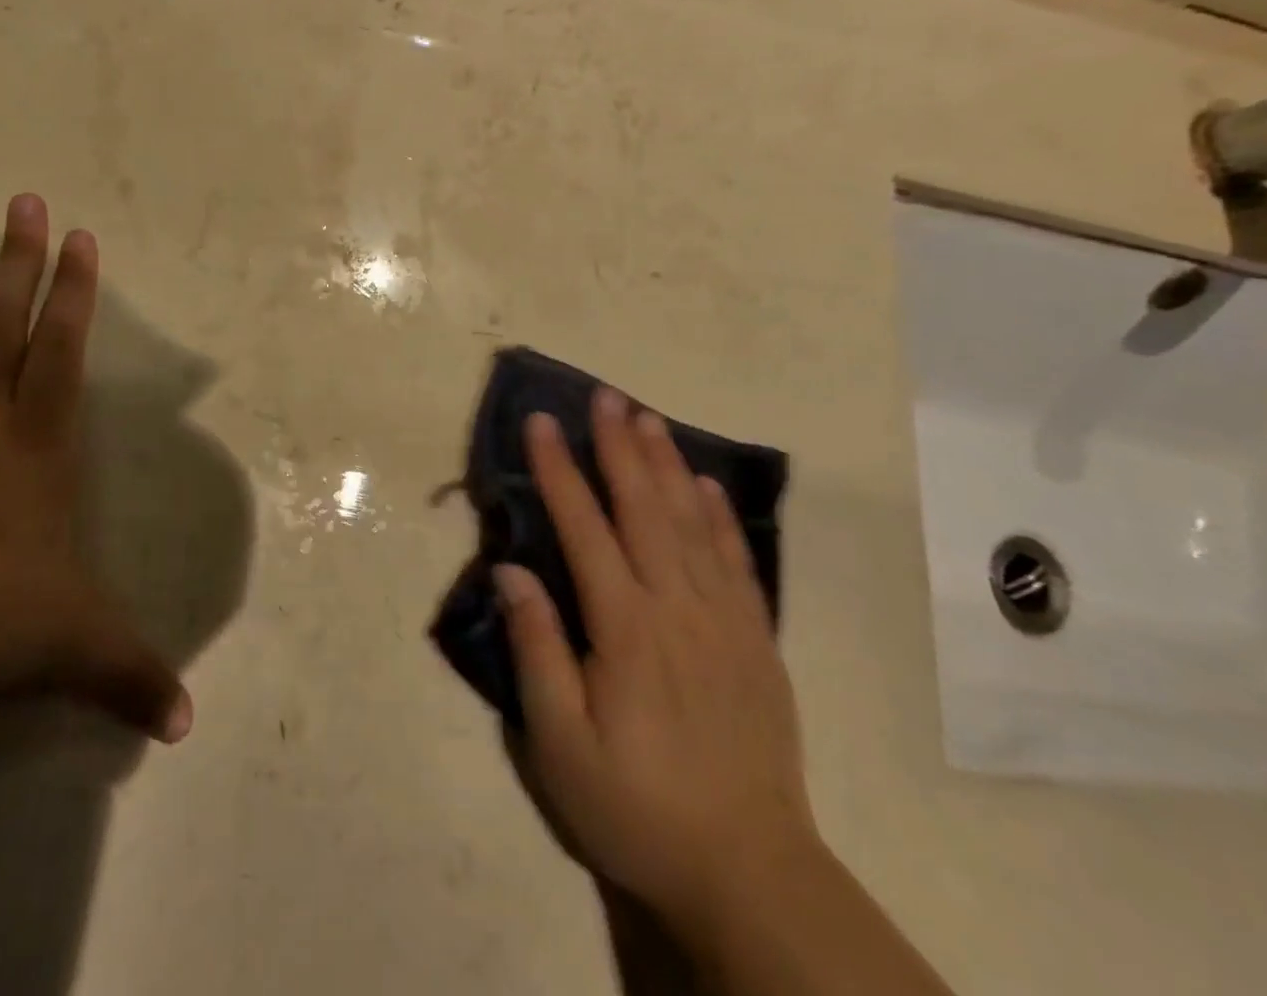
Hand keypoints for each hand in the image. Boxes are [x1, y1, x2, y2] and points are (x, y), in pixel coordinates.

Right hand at [496, 388, 813, 927]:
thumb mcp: (560, 745)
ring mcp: (724, 619)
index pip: (584, 527)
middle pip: (644, 507)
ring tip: (649, 419)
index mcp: (625, 627)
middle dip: (619, 446)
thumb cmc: (636, 808)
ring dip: (667, 464)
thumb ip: (537, 650)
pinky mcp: (756, 640)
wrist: (748, 871)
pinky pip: (737, 561)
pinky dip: (720, 516)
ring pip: (692, 522)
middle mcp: (676, 606)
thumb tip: (510, 569)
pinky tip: (707, 486)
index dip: (559, 470)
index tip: (541, 423)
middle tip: (605, 396)